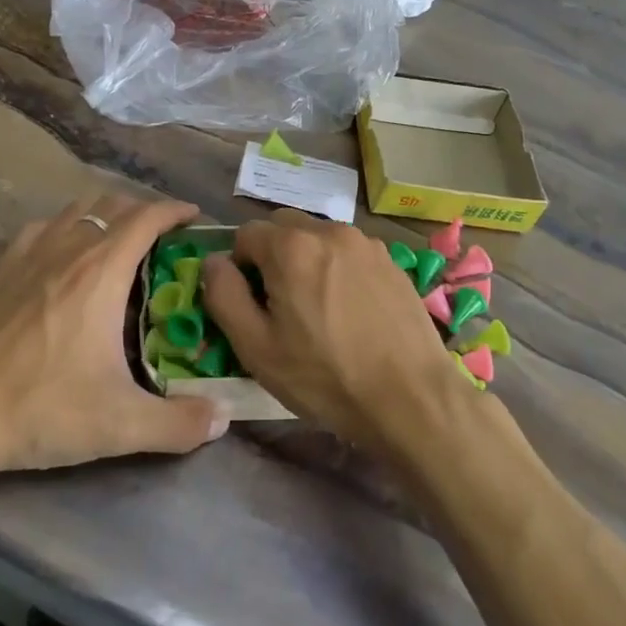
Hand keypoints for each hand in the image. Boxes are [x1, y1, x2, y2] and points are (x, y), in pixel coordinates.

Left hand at [0, 194, 229, 522]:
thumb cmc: (41, 409)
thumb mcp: (120, 425)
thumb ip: (179, 424)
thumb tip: (222, 418)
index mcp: (101, 271)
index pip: (146, 217)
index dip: (175, 210)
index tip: (195, 217)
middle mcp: (67, 250)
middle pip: (112, 206)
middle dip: (144, 213)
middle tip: (163, 240)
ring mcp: (27, 256)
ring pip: (75, 212)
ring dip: (104, 217)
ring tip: (118, 244)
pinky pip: (40, 229)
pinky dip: (64, 229)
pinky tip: (63, 256)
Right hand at [201, 211, 474, 461]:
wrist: (411, 397)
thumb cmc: (325, 377)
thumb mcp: (257, 347)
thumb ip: (224, 296)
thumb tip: (214, 262)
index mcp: (292, 247)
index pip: (246, 234)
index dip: (240, 267)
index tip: (252, 304)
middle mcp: (330, 231)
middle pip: (284, 228)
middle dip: (273, 257)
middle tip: (280, 305)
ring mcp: (367, 243)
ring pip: (319, 238)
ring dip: (307, 261)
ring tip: (319, 310)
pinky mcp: (392, 261)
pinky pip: (350, 253)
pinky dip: (339, 270)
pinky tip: (351, 312)